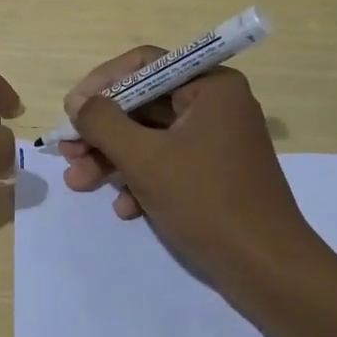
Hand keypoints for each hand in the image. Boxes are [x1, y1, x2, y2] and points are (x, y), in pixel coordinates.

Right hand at [57, 47, 310, 287]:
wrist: (268, 272)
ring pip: (151, 137)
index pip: (144, 64)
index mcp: (210, 86)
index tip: (71, 110)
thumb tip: (79, 103)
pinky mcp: (215, 174)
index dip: (101, 84)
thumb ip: (104, 122)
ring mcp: (217, 141)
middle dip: (102, 131)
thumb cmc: (206, 202)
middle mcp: (216, 105)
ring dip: (113, 158)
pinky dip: (141, 180)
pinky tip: (124, 209)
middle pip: (144, 104)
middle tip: (67, 152)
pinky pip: (168, 163)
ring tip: (79, 183)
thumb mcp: (144, 159)